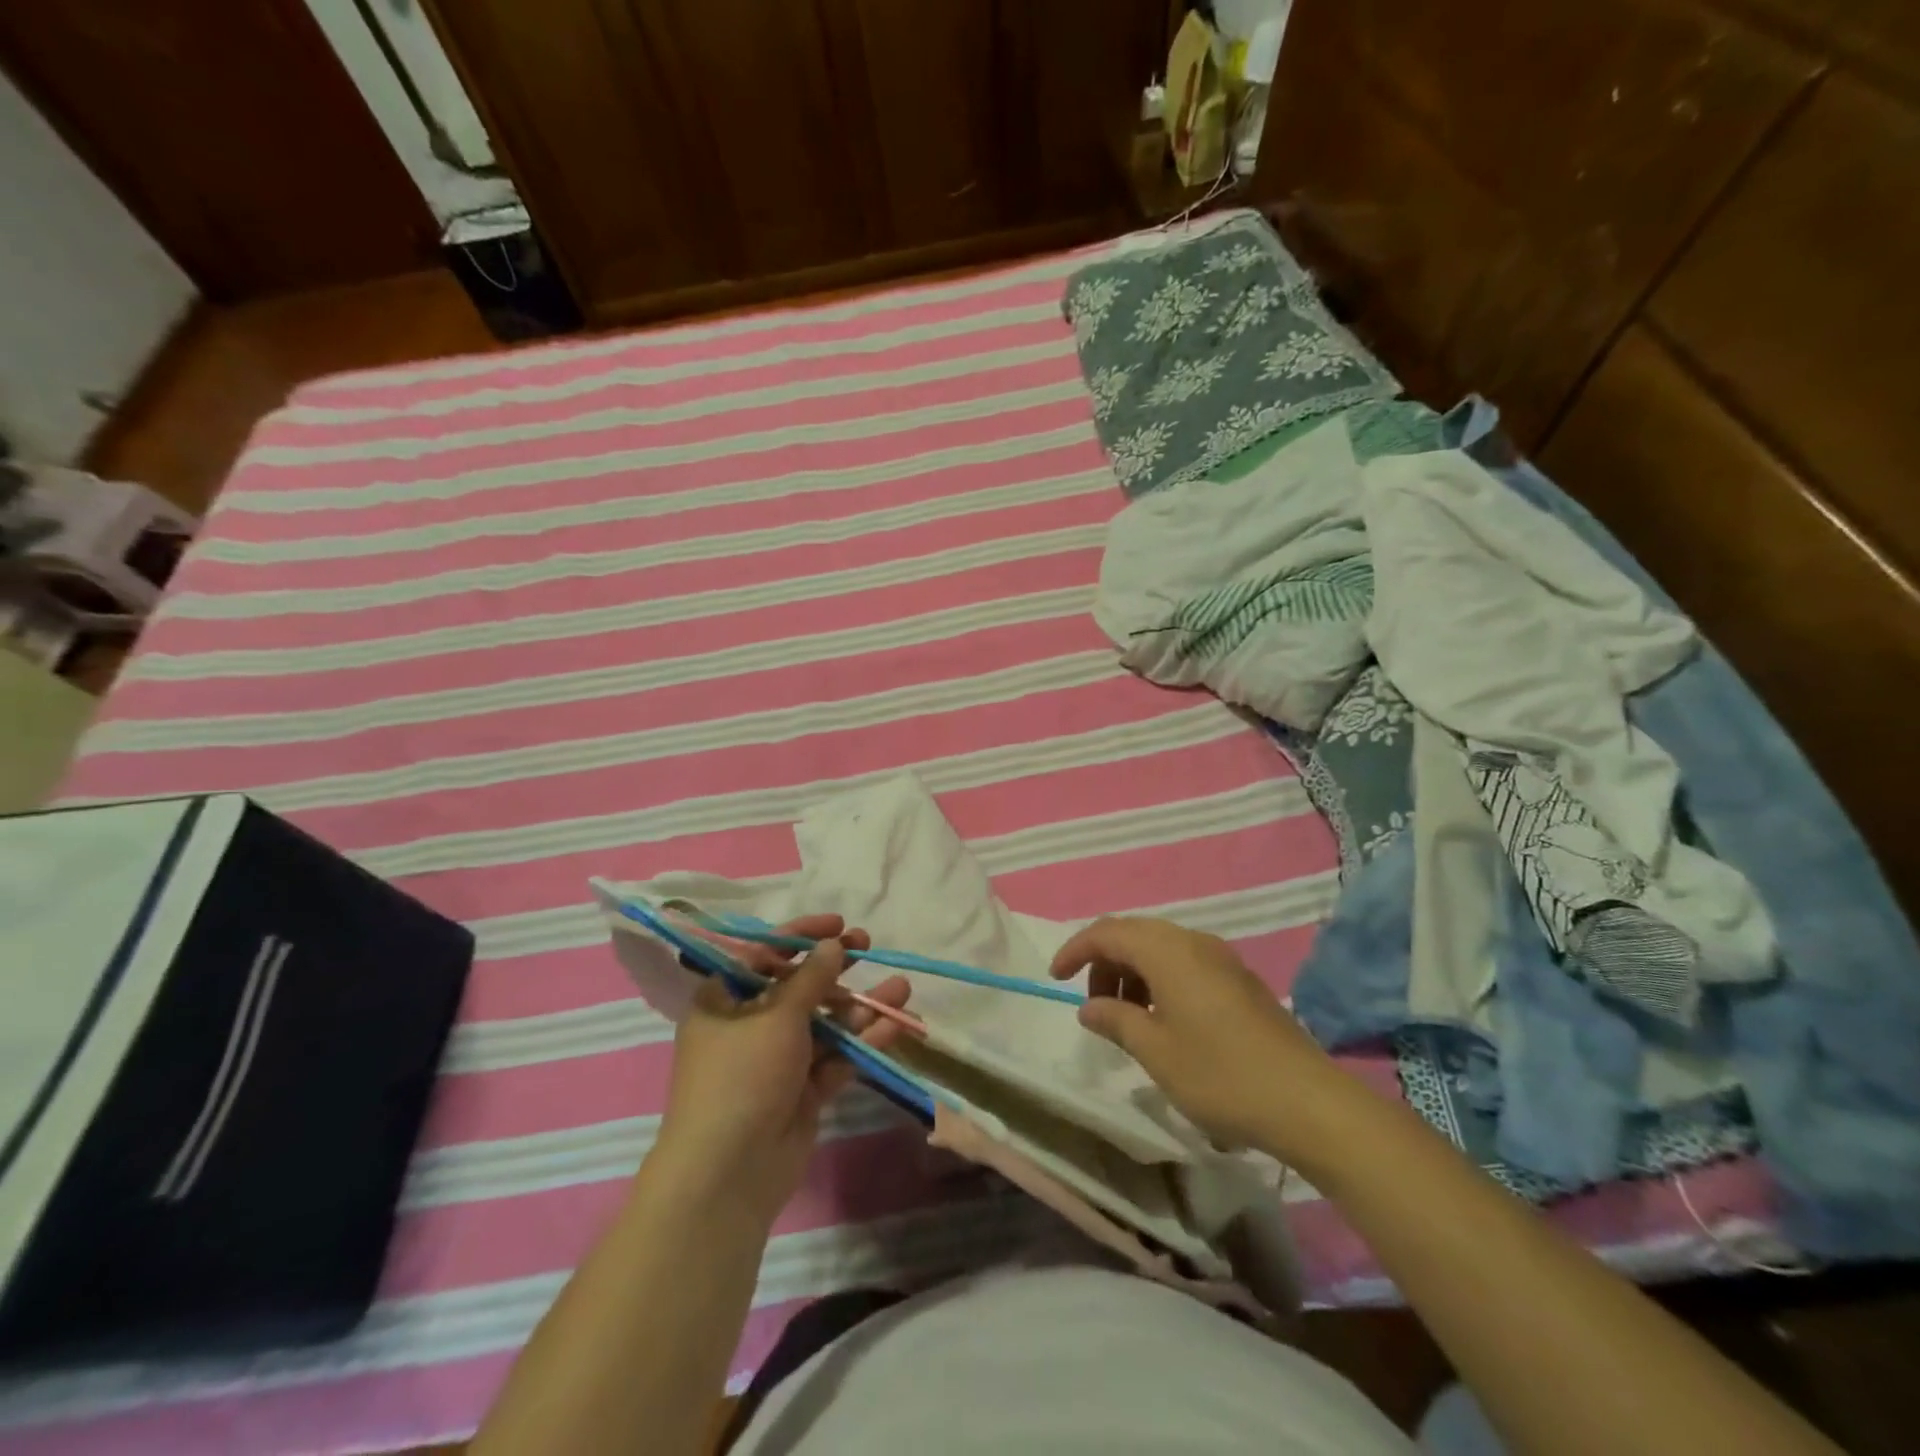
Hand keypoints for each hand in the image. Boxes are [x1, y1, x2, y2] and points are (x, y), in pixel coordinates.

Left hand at [655, 915, 911, 1221]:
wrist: (730, 1173)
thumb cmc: (743, 1075)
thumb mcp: (777, 1016)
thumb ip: (811, 978)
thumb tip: (833, 944)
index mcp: (724, 1002)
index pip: (763, 954)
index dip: (800, 935)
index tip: (837, 923)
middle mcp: (749, 1027)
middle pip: (798, 987)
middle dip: (835, 968)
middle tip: (867, 945)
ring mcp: (777, 1061)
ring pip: (824, 1023)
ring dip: (859, 1006)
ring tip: (901, 987)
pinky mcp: (802, 1092)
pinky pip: (836, 1057)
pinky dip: (863, 1042)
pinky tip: (896, 1024)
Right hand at [1050, 916, 1344, 1158]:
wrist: (1307, 1102)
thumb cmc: (1220, 1075)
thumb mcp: (1156, 1052)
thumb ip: (1116, 1021)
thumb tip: (1089, 1006)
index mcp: (1167, 951)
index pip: (1107, 932)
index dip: (1076, 950)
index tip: (1055, 978)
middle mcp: (1193, 941)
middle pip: (1134, 934)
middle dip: (1104, 962)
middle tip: (1093, 1005)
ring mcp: (1221, 958)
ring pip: (1160, 948)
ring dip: (1133, 972)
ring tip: (1127, 1018)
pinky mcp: (1239, 979)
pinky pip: (1184, 962)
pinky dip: (1159, 980)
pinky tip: (1163, 1020)